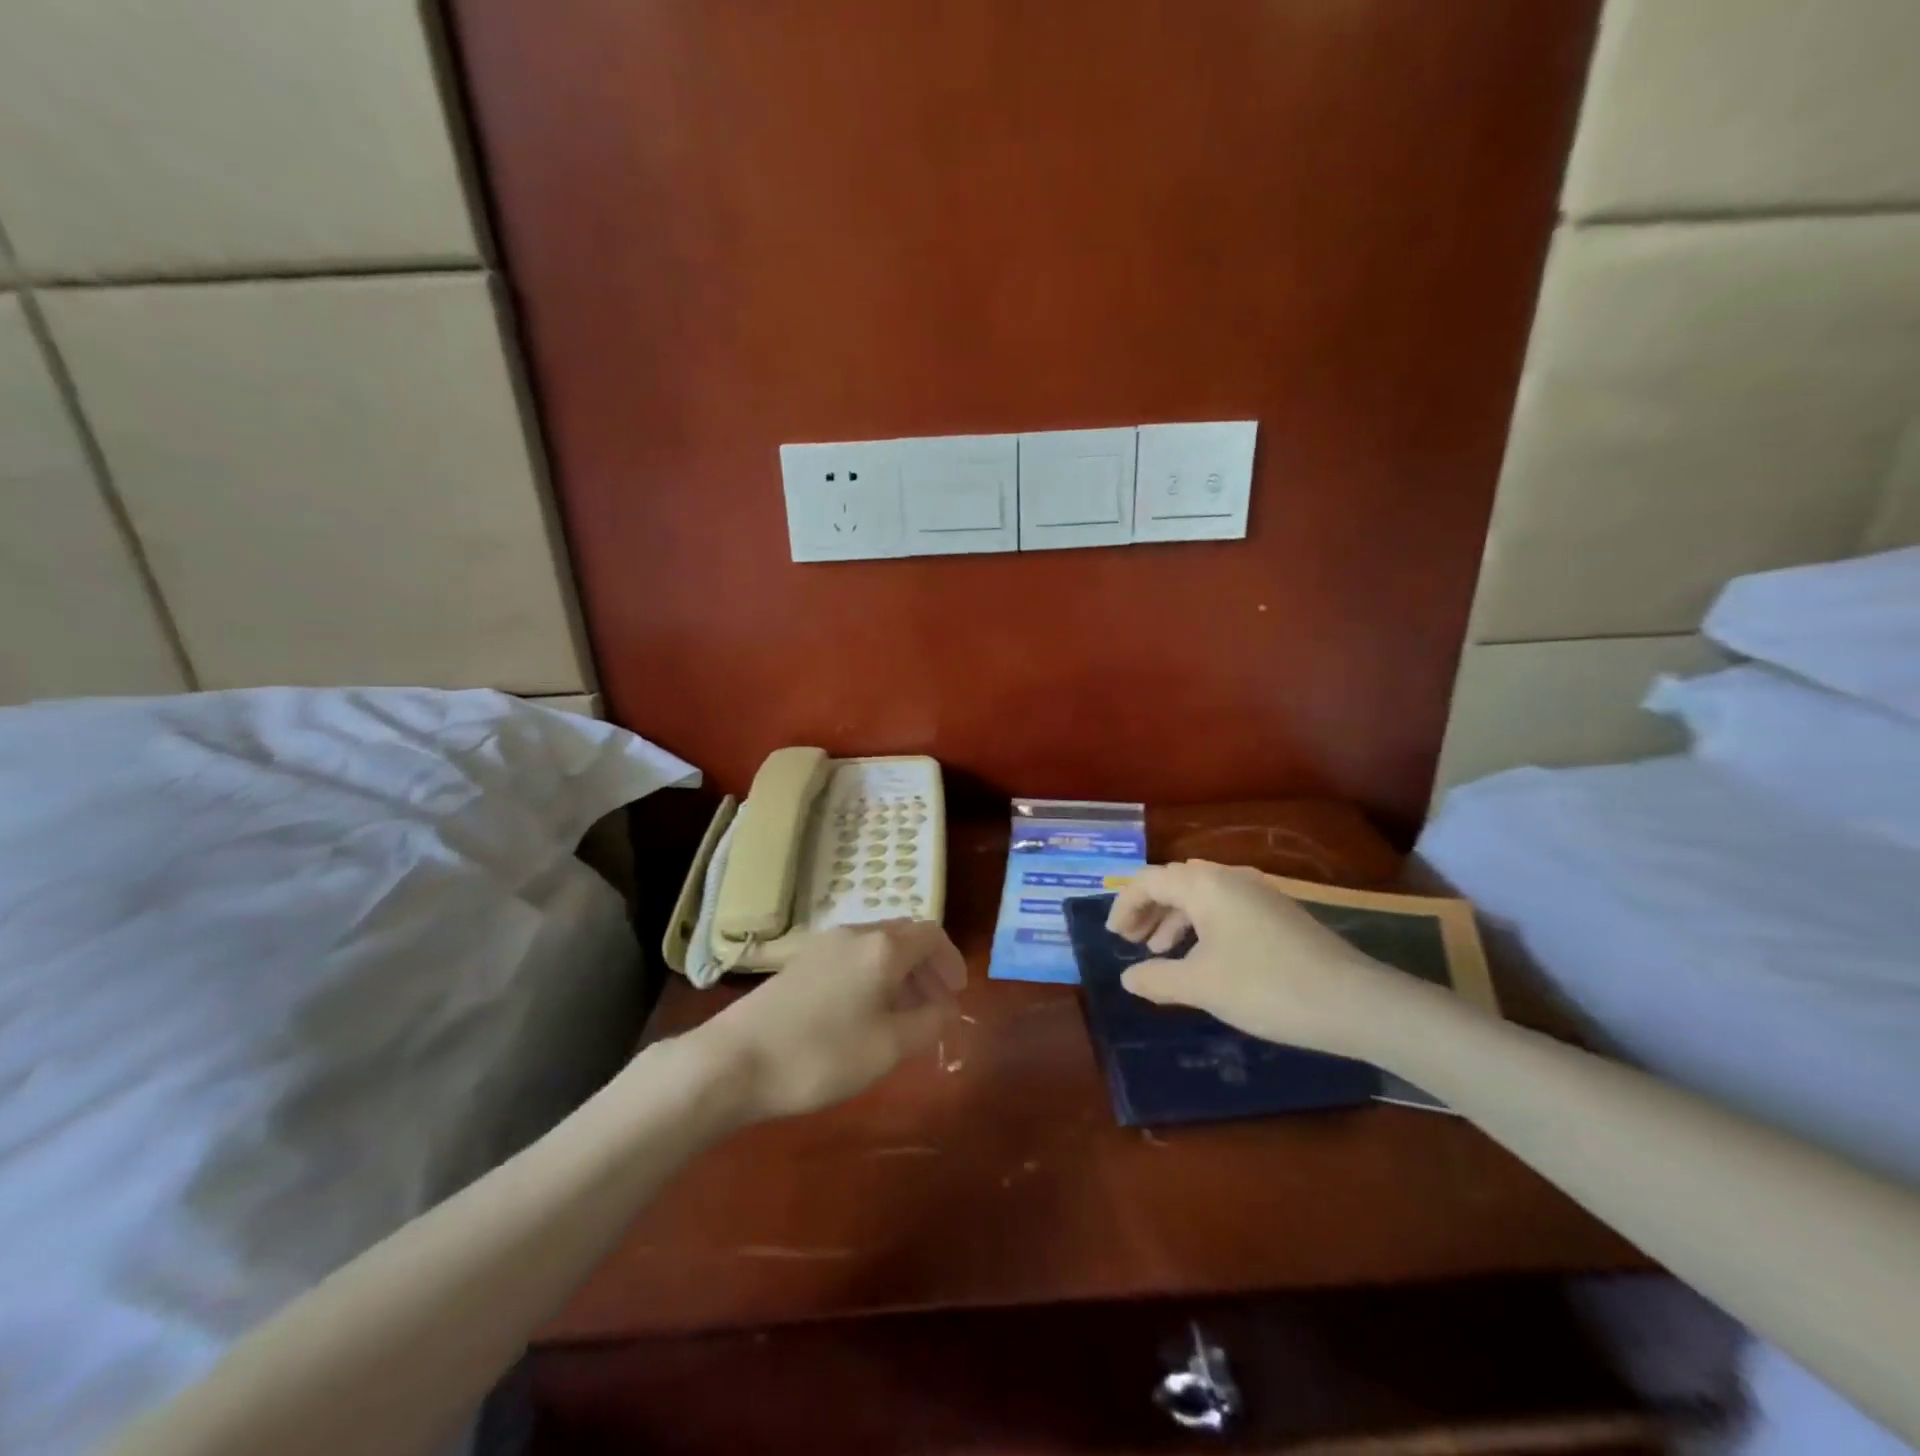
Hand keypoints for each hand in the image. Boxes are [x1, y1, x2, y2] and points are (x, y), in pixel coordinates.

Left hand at [693, 919, 966, 1121]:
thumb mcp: (888, 1047)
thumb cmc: (822, 1054)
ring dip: (899, 974)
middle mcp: (855, 934)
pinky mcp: (800, 963)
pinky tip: (863, 1015)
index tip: (956, 995)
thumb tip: (946, 1008)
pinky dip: (871, 978)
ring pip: (876, 948)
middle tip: (935, 1007)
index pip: (932, 934)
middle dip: (926, 968)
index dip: (950, 962)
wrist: (735, 1060)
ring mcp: (823, 946)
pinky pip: (852, 959)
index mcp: (883, 947)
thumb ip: (927, 1023)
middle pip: (904, 937)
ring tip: (902, 1017)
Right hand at [1107, 861, 1429, 1059]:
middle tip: (1129, 943)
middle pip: (1174, 883)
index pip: (1148, 881)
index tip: (1112, 937)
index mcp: (1205, 884)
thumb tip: (1128, 978)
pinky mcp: (1277, 914)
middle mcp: (1229, 878)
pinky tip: (1202, 959)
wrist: (1355, 1002)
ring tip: (1159, 953)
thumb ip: (1157, 978)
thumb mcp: (1202, 986)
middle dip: (1147, 910)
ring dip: (1173, 920)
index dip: (1124, 905)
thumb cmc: (1267, 987)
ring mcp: (1258, 894)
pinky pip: (1223, 909)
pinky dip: (1201, 927)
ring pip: (1200, 897)